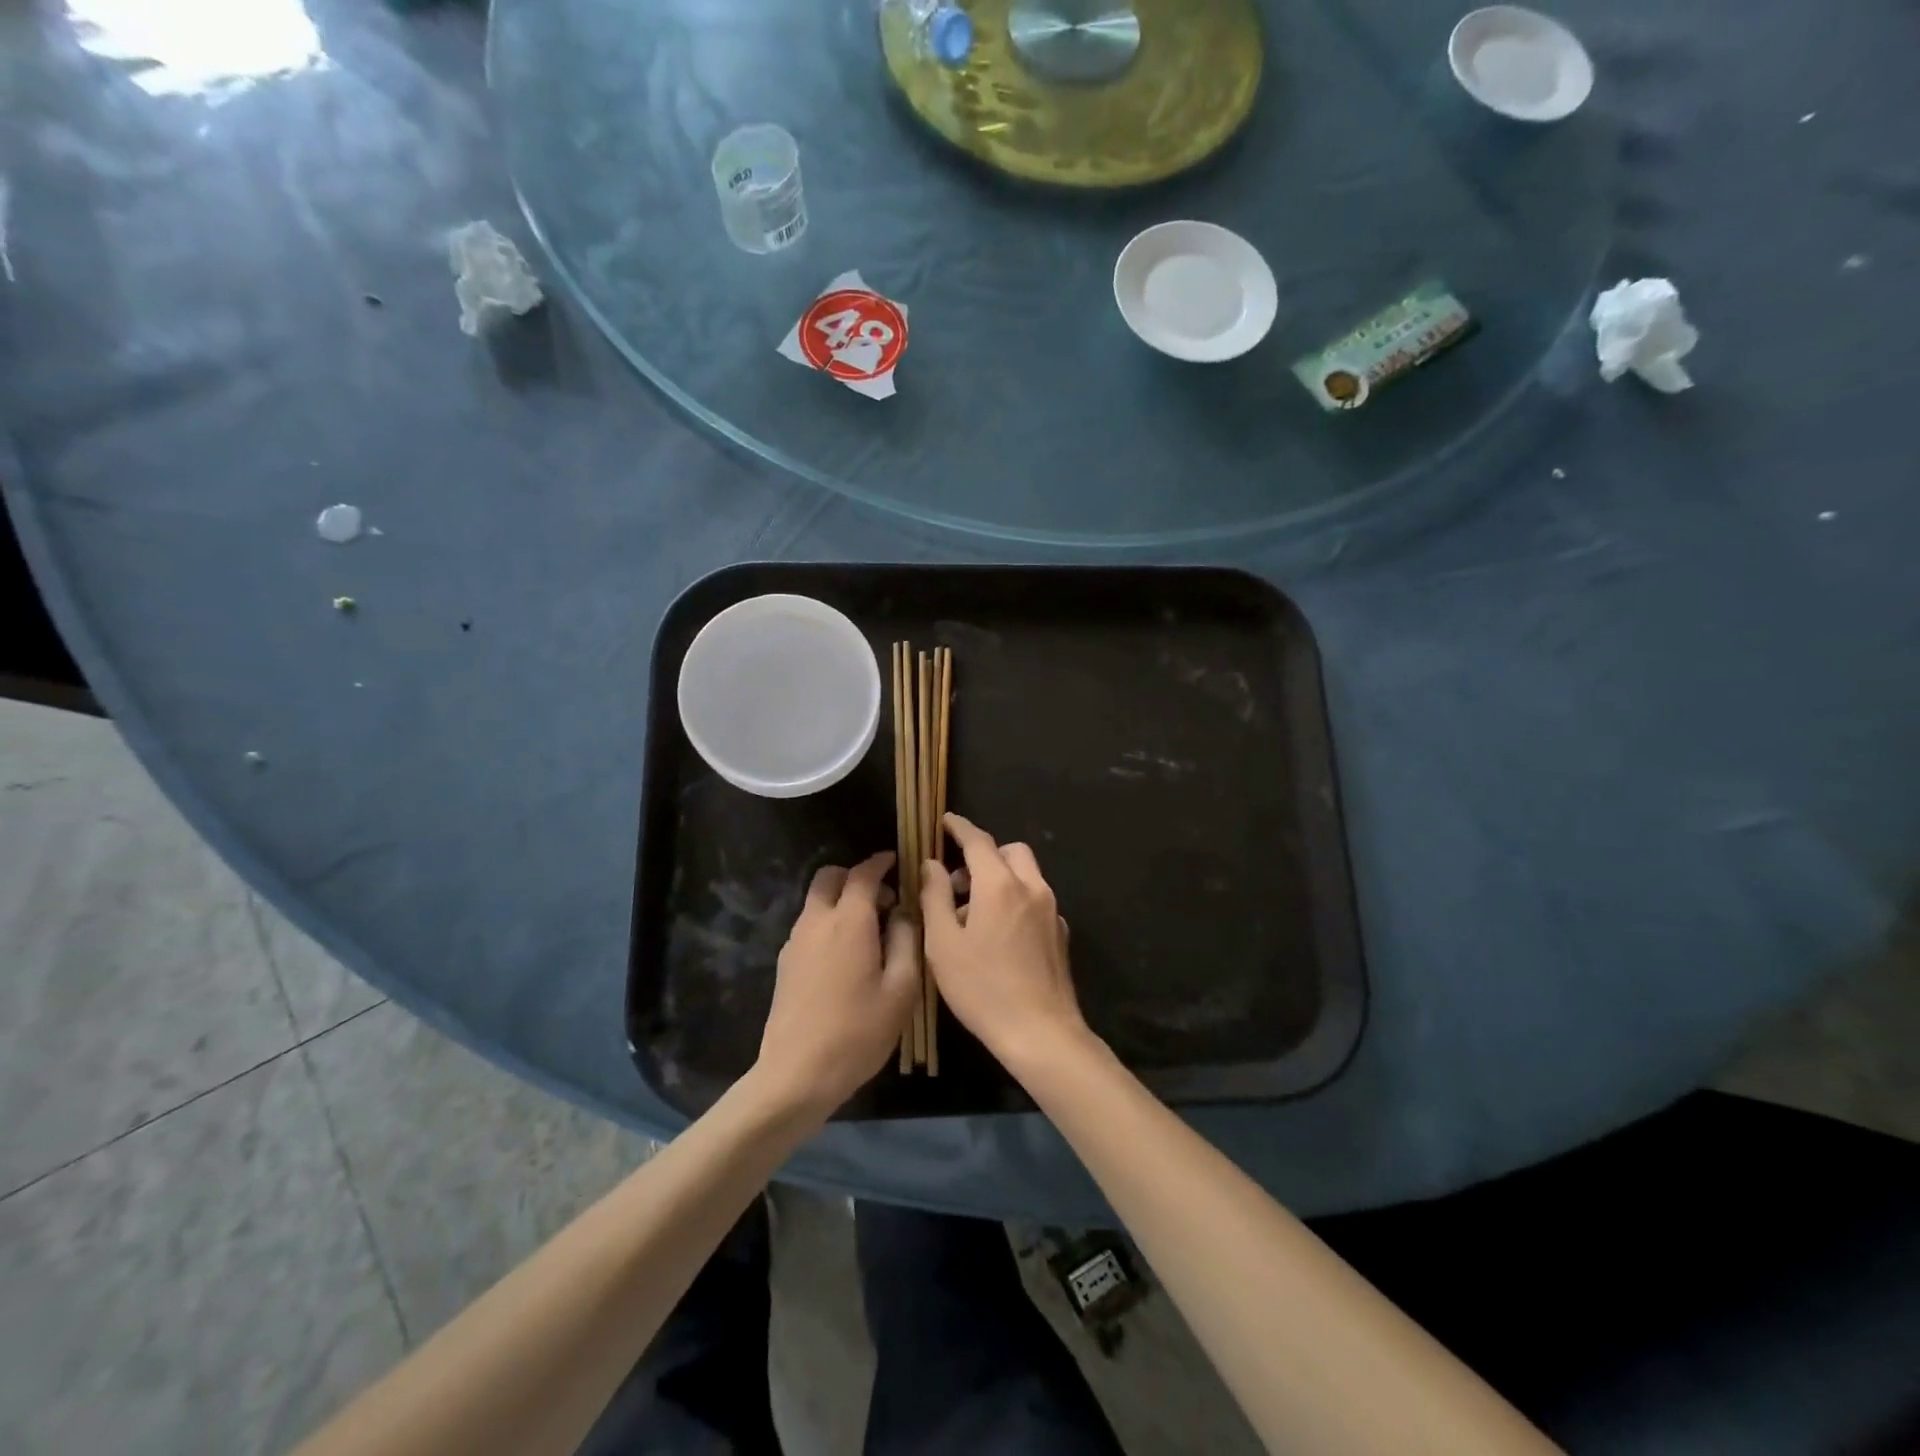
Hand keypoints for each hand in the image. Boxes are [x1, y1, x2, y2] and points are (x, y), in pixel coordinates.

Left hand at [758, 852, 920, 1118]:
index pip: (863, 874)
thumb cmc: (858, 1032)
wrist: (797, 1074)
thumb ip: (906, 941)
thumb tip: (903, 913)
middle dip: (855, 876)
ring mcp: (795, 942)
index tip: (897, 861)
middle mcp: (817, 921)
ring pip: (816, 901)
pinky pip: (809, 925)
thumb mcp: (901, 989)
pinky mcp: (785, 963)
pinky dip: (828, 922)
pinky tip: (847, 955)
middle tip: (883, 899)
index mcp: (849, 921)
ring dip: (841, 900)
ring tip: (869, 931)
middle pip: (829, 877)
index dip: (880, 863)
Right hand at [921, 814, 1089, 1071]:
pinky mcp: (1060, 932)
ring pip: (1026, 874)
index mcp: (1000, 885)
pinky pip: (1036, 899)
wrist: (1040, 1032)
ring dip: (1001, 877)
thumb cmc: (982, 988)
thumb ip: (935, 896)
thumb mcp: (943, 943)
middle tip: (959, 880)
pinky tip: (1000, 934)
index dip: (959, 828)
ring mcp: (1051, 910)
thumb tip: (932, 864)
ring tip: (974, 912)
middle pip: (1009, 851)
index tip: (945, 822)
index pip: (978, 841)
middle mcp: (1031, 887)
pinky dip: (1016, 899)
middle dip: (985, 854)